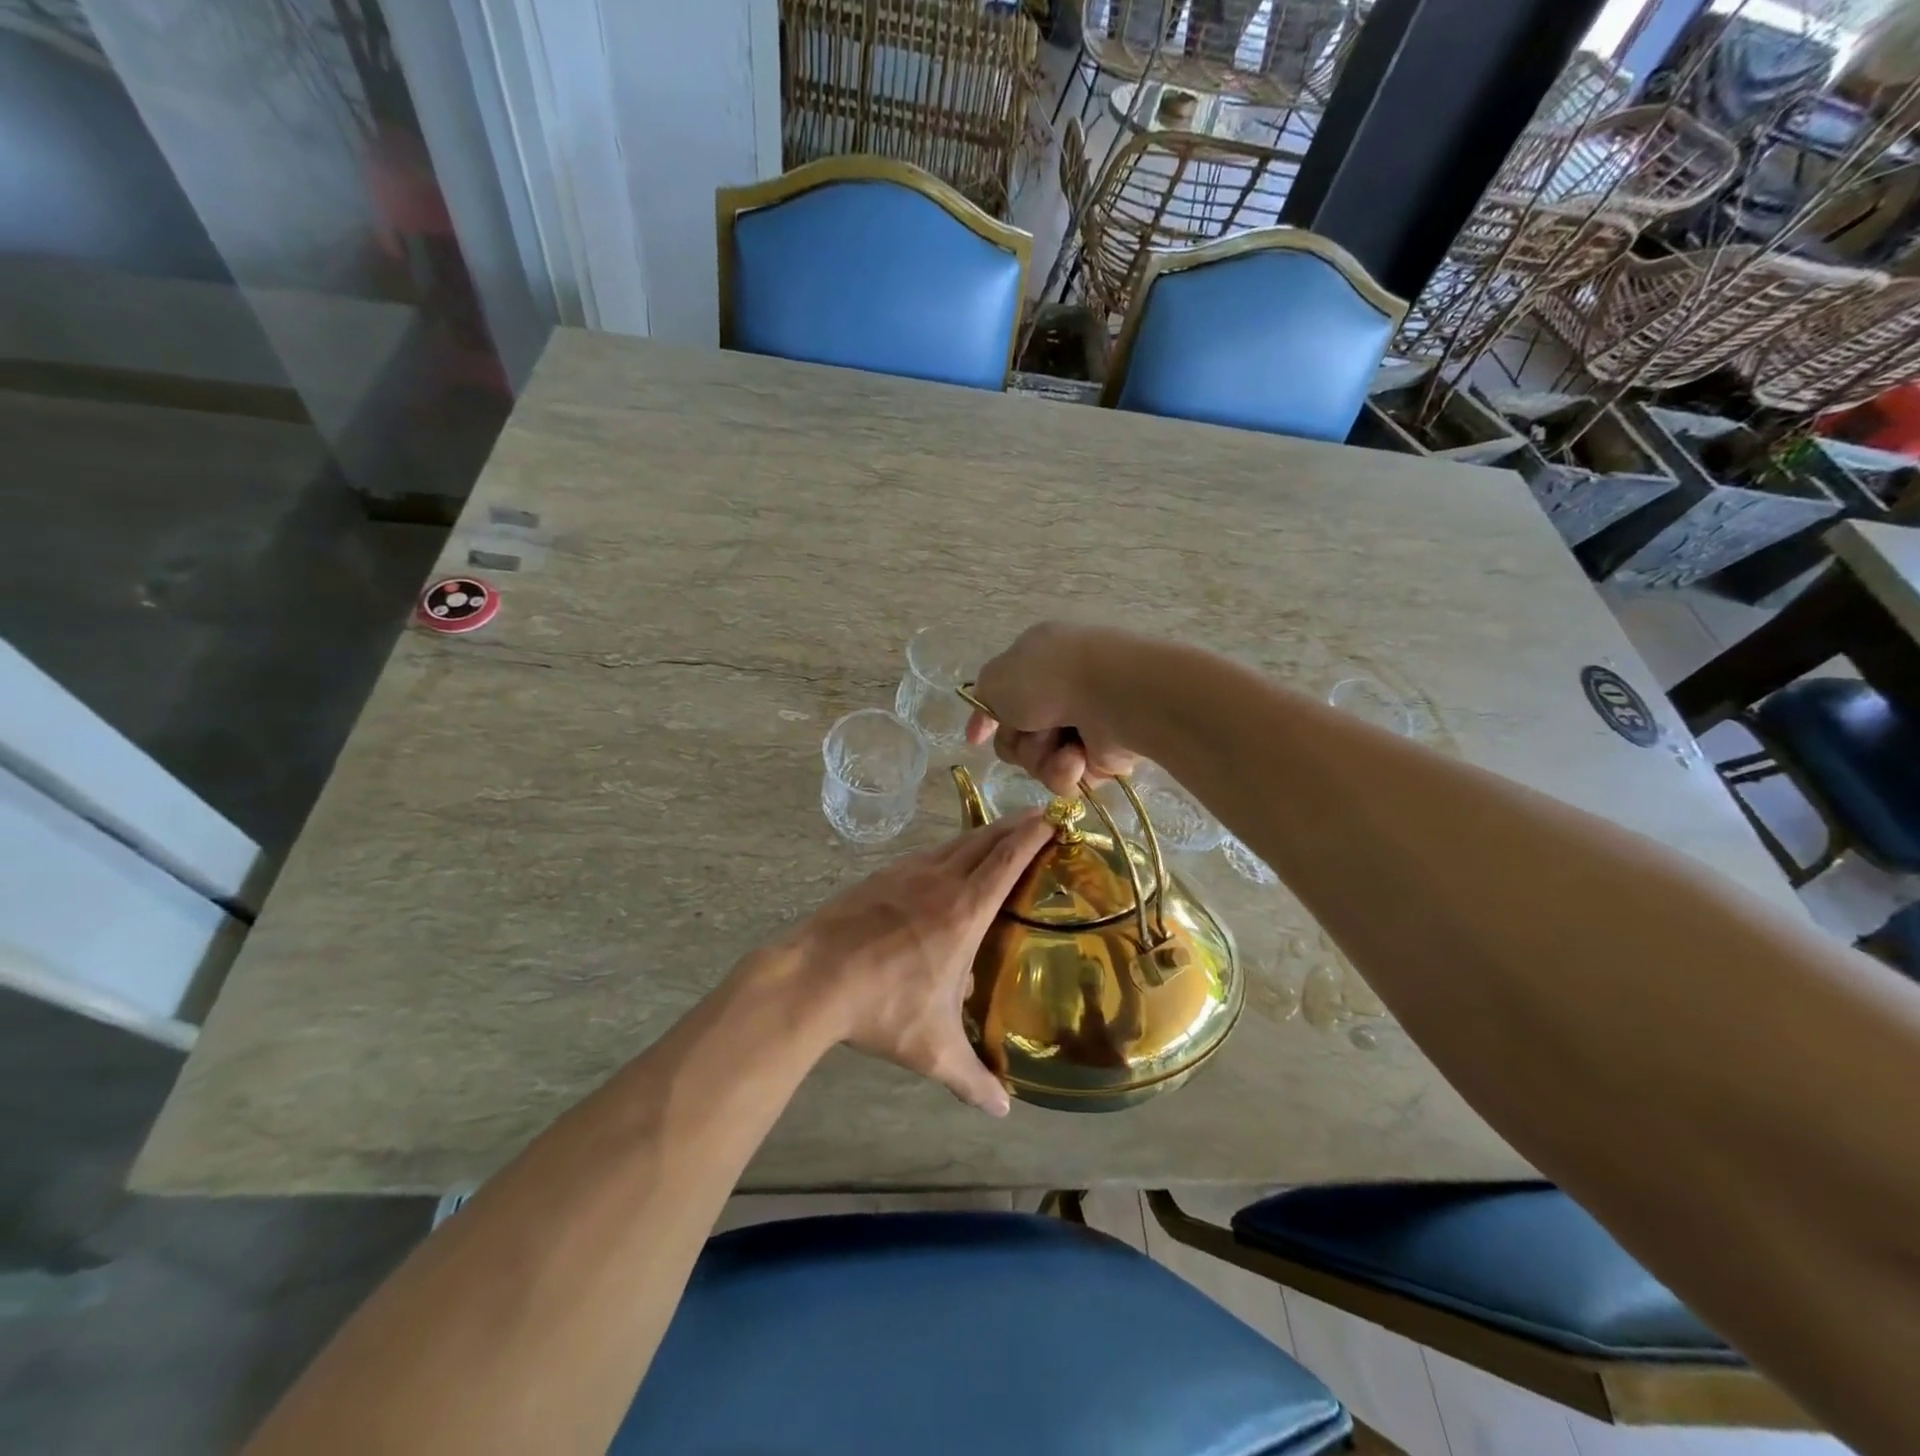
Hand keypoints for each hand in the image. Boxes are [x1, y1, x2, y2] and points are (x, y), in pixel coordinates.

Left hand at [783, 814, 1054, 1115]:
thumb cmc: (882, 1007)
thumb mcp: (932, 1048)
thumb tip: (1001, 1110)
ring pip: (954, 843)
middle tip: (1038, 817)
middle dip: (1015, 825)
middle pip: (985, 840)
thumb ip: (971, 1078)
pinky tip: (945, 862)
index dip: (1033, 834)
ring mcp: (906, 873)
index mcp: (963, 911)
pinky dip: (949, 848)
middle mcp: (939, 881)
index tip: (1054, 815)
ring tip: (999, 836)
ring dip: (982, 834)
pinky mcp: (880, 877)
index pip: (1007, 860)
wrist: (811, 978)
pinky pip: (926, 854)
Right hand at [966, 623, 1139, 795]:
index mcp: (1038, 662)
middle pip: (1016, 737)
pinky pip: (1066, 778)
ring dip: (1042, 758)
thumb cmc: (1050, 678)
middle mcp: (1060, 692)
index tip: (976, 739)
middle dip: (1017, 741)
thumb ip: (982, 696)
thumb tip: (986, 718)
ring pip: (1038, 761)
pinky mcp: (1102, 757)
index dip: (987, 719)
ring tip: (1063, 746)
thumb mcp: (997, 677)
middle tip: (1031, 730)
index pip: (1003, 695)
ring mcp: (1083, 725)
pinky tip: (1079, 758)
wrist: (1113, 696)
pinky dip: (1067, 771)